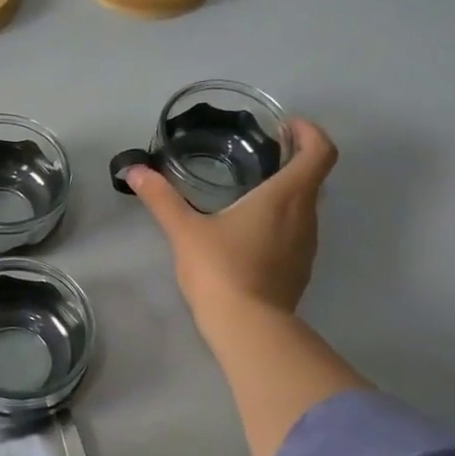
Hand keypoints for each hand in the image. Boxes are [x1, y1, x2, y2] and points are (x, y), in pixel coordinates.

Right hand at [126, 119, 362, 455]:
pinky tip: (249, 234)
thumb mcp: (185, 231)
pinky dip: (281, 222)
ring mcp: (307, 246)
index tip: (285, 127)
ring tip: (249, 193)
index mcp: (286, 196)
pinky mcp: (299, 270)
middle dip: (291, 160)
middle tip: (257, 155)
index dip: (309, 132)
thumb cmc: (220, 270)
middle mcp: (306, 216)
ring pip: (306, 207)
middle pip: (313, 176)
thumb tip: (134, 170)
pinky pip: (297, 233)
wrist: (247, 328)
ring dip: (286, 193)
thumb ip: (162, 198)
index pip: (320, 150)